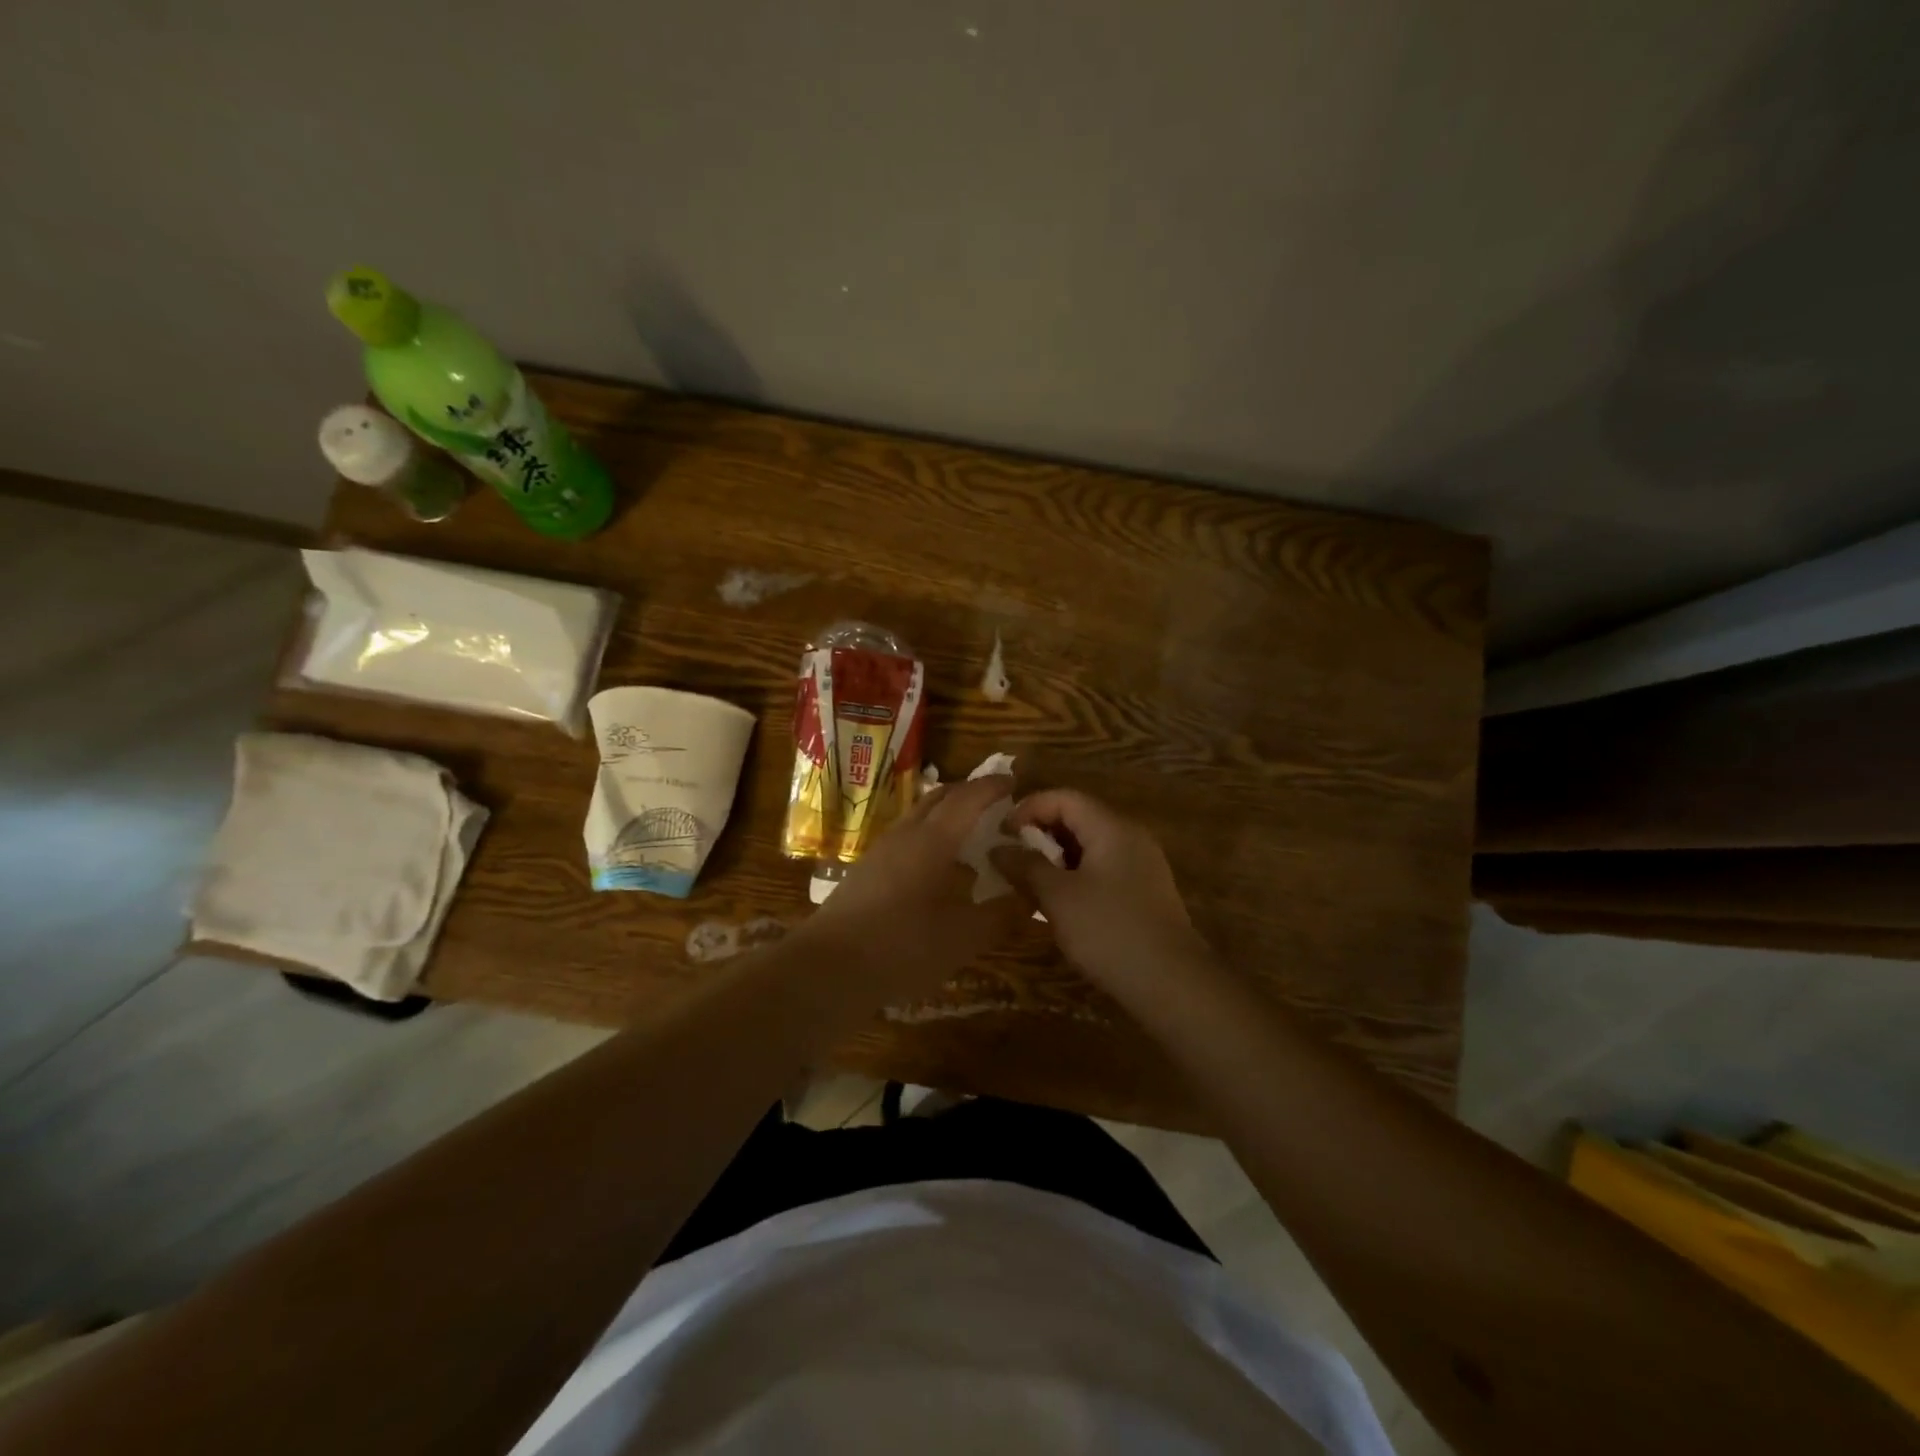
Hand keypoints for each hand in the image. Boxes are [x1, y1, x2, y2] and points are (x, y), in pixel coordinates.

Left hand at [801, 773, 1027, 999]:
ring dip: (946, 815)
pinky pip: (906, 838)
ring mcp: (881, 851)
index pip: (967, 798)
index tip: (1013, 781)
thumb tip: (1031, 897)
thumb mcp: (964, 938)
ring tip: (970, 835)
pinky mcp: (866, 871)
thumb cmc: (902, 946)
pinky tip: (938, 869)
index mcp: (933, 840)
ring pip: (919, 817)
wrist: (828, 968)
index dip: (991, 787)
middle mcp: (905, 835)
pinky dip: (929, 838)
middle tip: (995, 803)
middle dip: (968, 793)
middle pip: (939, 798)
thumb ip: (1001, 915)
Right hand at [997, 789, 1204, 988]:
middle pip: (1078, 817)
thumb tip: (998, 849)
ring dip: (1055, 857)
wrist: (1172, 984)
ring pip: (1089, 845)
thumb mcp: (1058, 897)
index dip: (1028, 809)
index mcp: (1111, 828)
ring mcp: (1141, 864)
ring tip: (1027, 880)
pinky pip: (1102, 868)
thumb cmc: (1109, 931)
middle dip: (1040, 833)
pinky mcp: (1143, 892)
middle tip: (1010, 858)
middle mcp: (1130, 836)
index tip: (1001, 835)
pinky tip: (1058, 901)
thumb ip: (1026, 867)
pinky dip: (1074, 874)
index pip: (1064, 797)